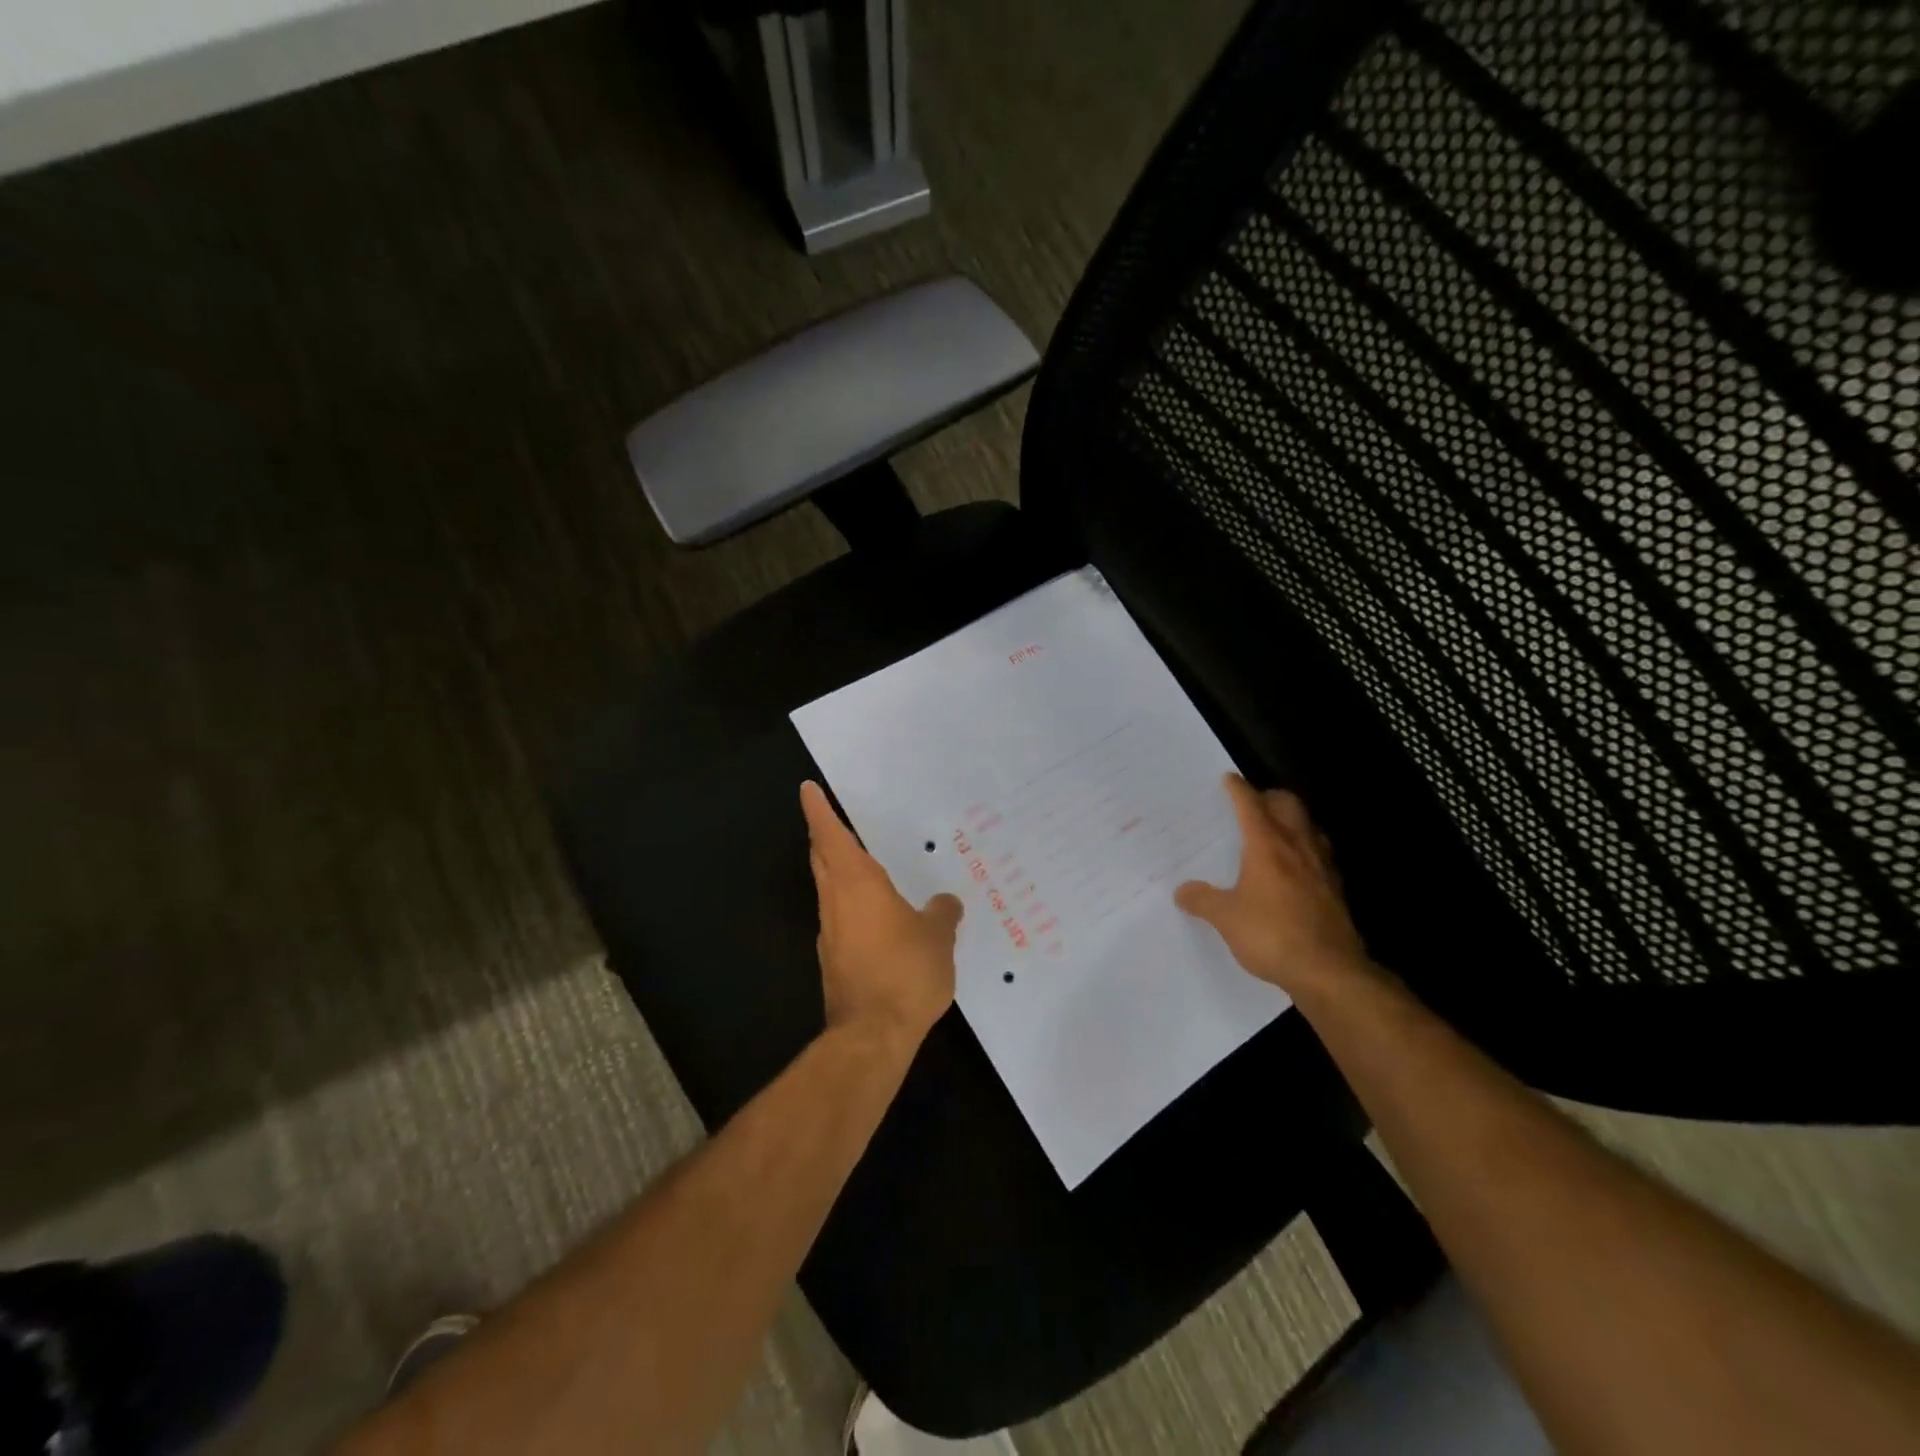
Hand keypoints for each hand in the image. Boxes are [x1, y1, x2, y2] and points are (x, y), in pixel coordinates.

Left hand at [801, 781, 961, 1055]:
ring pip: (829, 889)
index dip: (818, 810)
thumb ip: (942, 913)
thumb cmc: (905, 972)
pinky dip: (853, 907)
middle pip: (822, 859)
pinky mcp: (834, 960)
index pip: (830, 835)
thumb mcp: (937, 938)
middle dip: (825, 837)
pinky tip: (879, 918)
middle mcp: (836, 901)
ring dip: (839, 872)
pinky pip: (841, 919)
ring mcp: (831, 933)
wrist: (871, 1035)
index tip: (807, 789)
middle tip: (837, 820)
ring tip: (868, 866)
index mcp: (857, 883)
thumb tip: (945, 902)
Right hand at [1175, 774, 1372, 1001]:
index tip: (1228, 779)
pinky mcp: (1336, 889)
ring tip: (1276, 830)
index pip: (1250, 804)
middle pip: (1288, 805)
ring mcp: (1322, 867)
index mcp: (1268, 845)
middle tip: (1253, 802)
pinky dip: (1305, 848)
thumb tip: (1182, 891)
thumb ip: (1203, 900)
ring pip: (1309, 826)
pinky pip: (1320, 854)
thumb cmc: (1272, 935)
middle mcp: (1297, 847)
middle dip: (1270, 796)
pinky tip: (1297, 868)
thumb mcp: (1225, 918)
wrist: (1329, 971)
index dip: (1238, 789)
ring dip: (1292, 820)